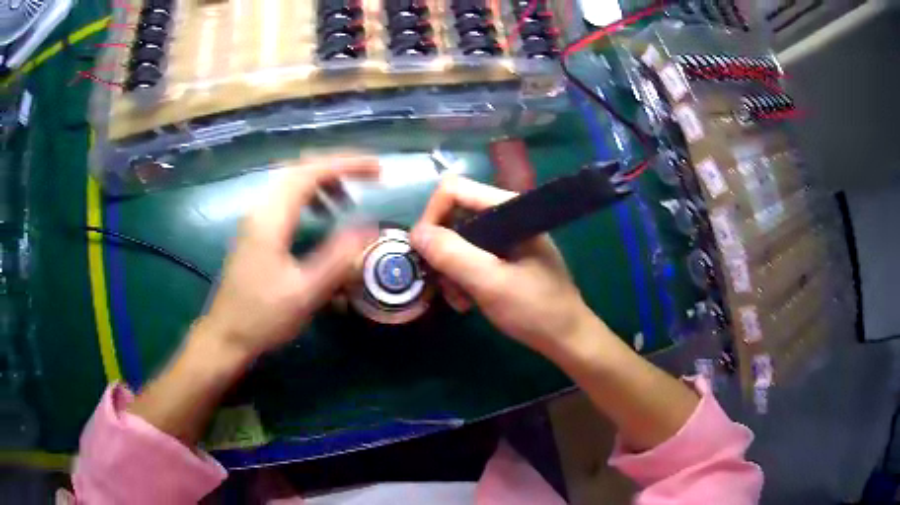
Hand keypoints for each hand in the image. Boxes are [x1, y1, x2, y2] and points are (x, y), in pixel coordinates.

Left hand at [203, 153, 379, 359]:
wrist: (226, 336)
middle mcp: (261, 209)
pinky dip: (310, 196)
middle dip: (337, 167)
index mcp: (271, 218)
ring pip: (292, 181)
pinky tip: (322, 217)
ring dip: (323, 182)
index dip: (347, 164)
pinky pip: (286, 198)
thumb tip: (370, 227)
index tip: (378, 170)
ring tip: (348, 201)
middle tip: (368, 178)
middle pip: (300, 168)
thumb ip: (338, 257)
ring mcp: (256, 219)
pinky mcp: (256, 230)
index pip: (311, 172)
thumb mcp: (305, 292)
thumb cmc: (262, 317)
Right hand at [410, 176, 596, 355]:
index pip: (453, 190)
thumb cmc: (535, 309)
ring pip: (458, 240)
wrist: (567, 337)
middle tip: (443, 284)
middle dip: (442, 251)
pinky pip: (471, 256)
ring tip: (459, 301)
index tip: (424, 253)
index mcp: (508, 209)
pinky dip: (462, 278)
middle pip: (453, 216)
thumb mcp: (490, 283)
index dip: (432, 217)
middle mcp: (505, 215)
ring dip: (450, 270)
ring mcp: (505, 237)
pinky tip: (467, 302)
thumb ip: (452, 255)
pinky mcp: (505, 256)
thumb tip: (415, 233)